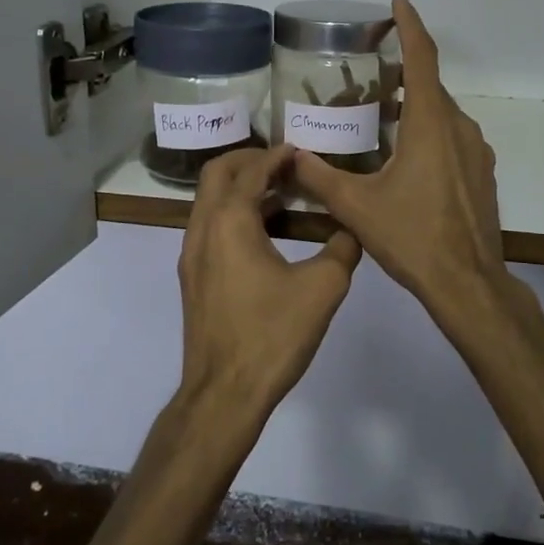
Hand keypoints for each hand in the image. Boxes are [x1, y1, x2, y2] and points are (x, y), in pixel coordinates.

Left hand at [177, 144, 360, 420]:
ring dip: (240, 189)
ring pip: (209, 202)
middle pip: (216, 174)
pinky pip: (210, 228)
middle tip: (283, 163)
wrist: (224, 394)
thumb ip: (342, 249)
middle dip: (248, 160)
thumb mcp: (322, 288)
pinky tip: (265, 234)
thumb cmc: (272, 335)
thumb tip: (351, 230)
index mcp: (229, 222)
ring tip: (280, 194)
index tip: (300, 150)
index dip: (276, 156)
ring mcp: (191, 256)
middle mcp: (202, 230)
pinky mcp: (193, 279)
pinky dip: (233, 215)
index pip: (251, 171)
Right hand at [293, 0, 507, 323]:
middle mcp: (458, 128)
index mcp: (430, 124)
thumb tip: (290, 158)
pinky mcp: (481, 174)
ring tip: (381, 118)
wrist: (468, 282)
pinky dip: (429, 132)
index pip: (422, 58)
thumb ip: (320, 178)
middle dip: (402, 74)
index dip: (411, 25)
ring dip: (414, 107)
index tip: (399, 2)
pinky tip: (405, 158)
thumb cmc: (412, 237)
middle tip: (368, 77)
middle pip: (430, 87)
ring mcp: (476, 152)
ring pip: (442, 114)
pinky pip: (452, 137)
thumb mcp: (357, 207)